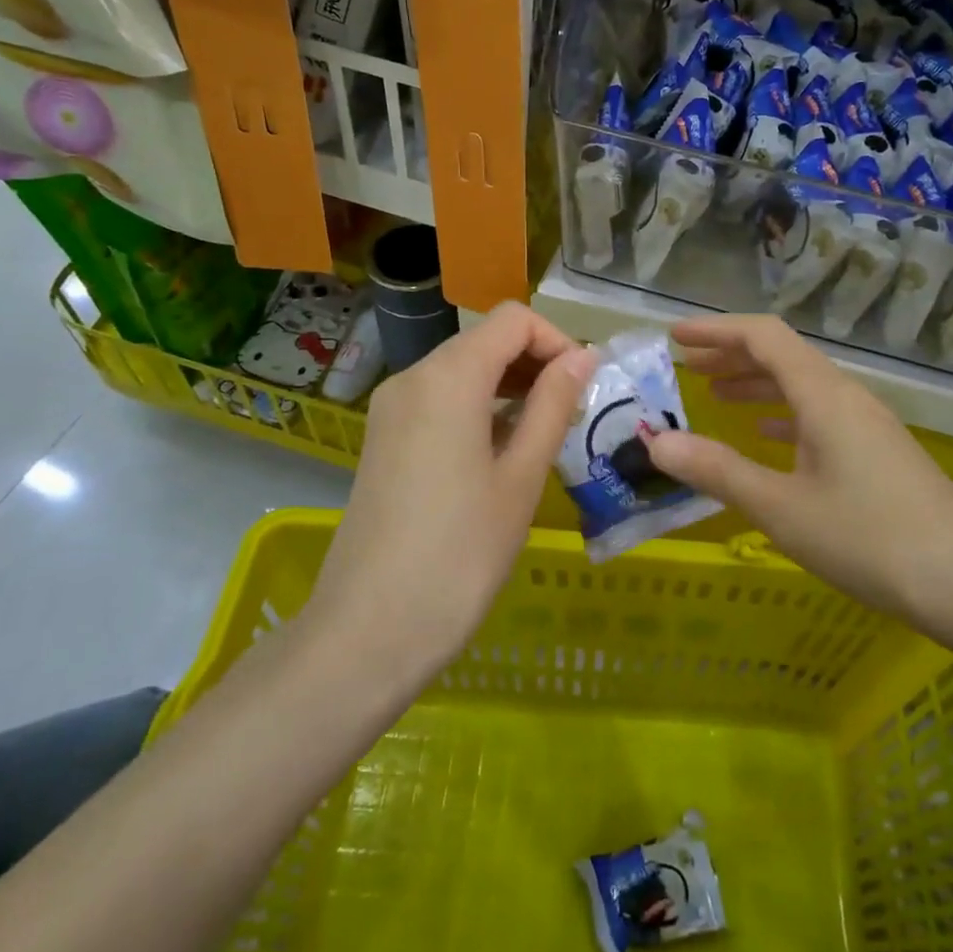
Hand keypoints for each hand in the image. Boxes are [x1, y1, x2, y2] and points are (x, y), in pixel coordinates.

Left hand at [301, 303, 596, 683]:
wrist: (368, 630)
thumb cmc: (460, 554)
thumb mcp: (521, 477)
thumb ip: (553, 406)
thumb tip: (583, 357)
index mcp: (448, 378)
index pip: (514, 320)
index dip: (557, 340)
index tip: (584, 386)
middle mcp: (413, 378)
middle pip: (485, 340)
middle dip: (535, 362)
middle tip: (573, 412)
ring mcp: (392, 408)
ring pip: (462, 369)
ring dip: (509, 385)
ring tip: (545, 431)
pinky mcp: (384, 438)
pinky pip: (440, 399)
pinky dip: (479, 406)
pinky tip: (502, 450)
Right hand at [646, 315, 952, 656]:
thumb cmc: (870, 540)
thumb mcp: (781, 508)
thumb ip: (717, 471)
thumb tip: (656, 442)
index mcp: (823, 395)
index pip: (763, 336)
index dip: (716, 330)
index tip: (674, 336)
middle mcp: (846, 397)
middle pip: (782, 356)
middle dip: (730, 355)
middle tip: (684, 366)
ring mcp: (867, 425)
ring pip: (801, 387)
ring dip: (756, 385)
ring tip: (714, 396)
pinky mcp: (878, 454)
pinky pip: (819, 417)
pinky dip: (782, 417)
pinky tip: (765, 438)